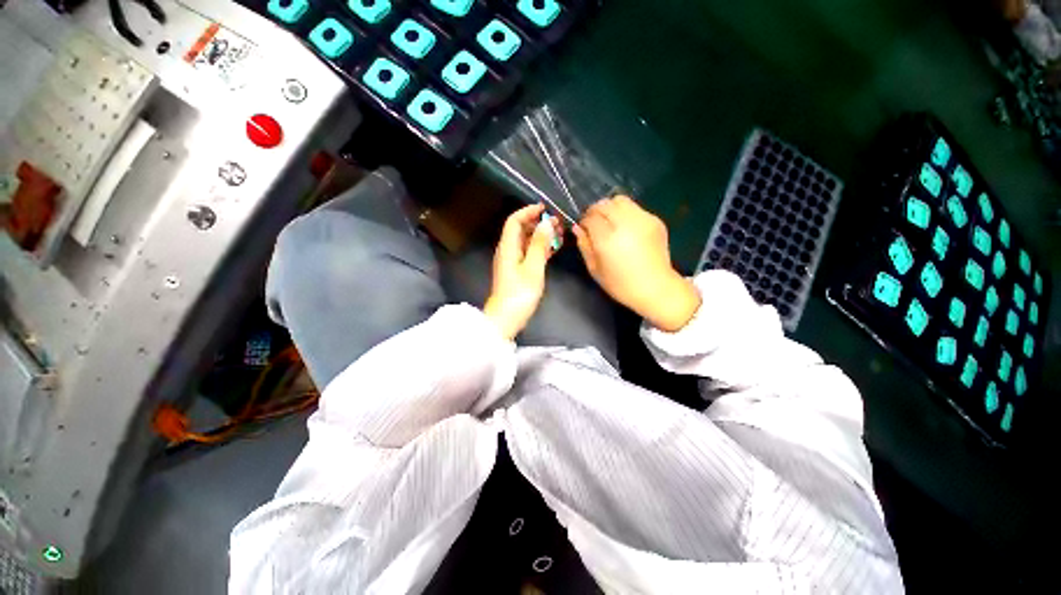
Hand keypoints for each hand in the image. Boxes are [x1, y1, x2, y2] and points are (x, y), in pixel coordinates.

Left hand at [483, 204, 562, 339]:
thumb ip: (539, 245)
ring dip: (541, 236)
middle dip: (538, 223)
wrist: (506, 319)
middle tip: (557, 223)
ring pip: (526, 242)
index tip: (545, 209)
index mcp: (508, 247)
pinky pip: (528, 253)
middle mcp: (508, 251)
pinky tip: (553, 249)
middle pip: (520, 230)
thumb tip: (546, 223)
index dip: (528, 211)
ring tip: (559, 234)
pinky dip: (540, 249)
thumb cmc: (520, 294)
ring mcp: (512, 262)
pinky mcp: (517, 272)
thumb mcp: (533, 268)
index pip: (514, 221)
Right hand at [574, 196, 700, 331]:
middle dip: (595, 211)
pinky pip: (635, 209)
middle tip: (594, 223)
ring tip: (610, 223)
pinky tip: (627, 230)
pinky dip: (626, 214)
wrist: (655, 288)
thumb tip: (578, 228)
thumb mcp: (594, 269)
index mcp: (607, 239)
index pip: (590, 217)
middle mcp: (625, 224)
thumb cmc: (620, 284)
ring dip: (610, 208)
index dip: (584, 221)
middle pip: (604, 204)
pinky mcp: (655, 220)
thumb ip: (584, 245)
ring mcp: (643, 220)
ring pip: (620, 200)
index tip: (584, 229)